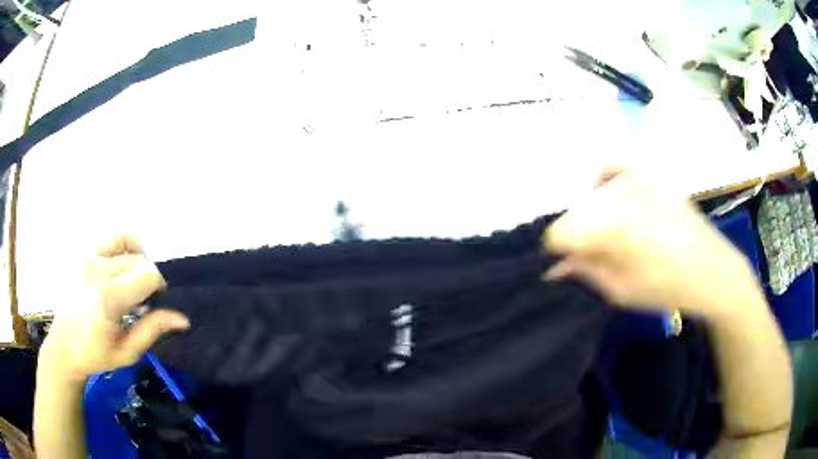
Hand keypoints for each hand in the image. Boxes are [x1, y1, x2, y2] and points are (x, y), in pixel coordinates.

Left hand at [41, 236, 188, 381]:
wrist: (64, 345)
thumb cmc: (96, 354)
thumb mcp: (127, 352)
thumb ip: (153, 330)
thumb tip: (183, 319)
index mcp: (107, 298)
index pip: (148, 274)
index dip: (159, 288)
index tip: (154, 306)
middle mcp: (97, 270)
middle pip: (139, 261)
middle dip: (147, 279)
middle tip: (141, 303)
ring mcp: (87, 257)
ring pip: (129, 247)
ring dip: (138, 263)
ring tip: (133, 282)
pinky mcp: (83, 253)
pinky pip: (112, 237)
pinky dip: (126, 245)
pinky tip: (125, 261)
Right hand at [543, 169, 761, 319]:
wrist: (711, 269)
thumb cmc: (667, 287)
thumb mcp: (620, 291)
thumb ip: (585, 272)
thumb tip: (553, 266)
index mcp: (609, 227)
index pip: (559, 233)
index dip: (559, 252)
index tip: (568, 265)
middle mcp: (616, 194)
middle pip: (574, 212)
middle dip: (576, 235)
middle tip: (592, 256)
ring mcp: (633, 178)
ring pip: (590, 193)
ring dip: (591, 215)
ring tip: (610, 236)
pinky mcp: (647, 174)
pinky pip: (612, 166)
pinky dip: (604, 180)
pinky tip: (611, 197)